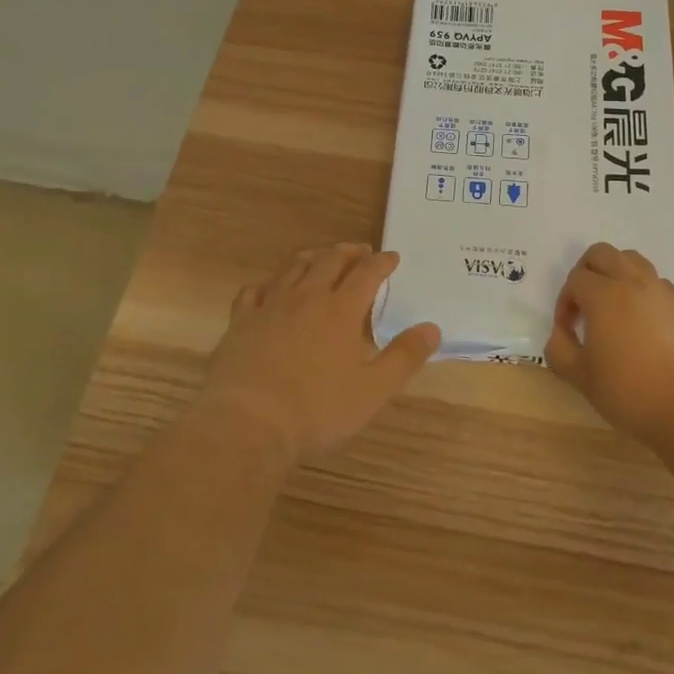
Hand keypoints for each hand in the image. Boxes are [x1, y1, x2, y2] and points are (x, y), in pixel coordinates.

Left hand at [199, 243, 440, 463]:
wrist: (247, 422)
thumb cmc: (316, 409)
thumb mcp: (373, 391)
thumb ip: (404, 357)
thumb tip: (432, 328)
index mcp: (341, 310)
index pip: (367, 273)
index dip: (382, 262)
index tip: (392, 256)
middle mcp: (307, 297)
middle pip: (330, 261)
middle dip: (349, 252)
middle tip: (360, 251)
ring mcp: (270, 306)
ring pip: (294, 268)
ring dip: (313, 258)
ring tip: (321, 258)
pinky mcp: (241, 321)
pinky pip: (255, 290)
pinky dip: (269, 283)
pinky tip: (271, 288)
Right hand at [545, 242, 673, 445]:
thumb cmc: (631, 392)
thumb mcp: (581, 378)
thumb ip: (559, 350)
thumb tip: (560, 333)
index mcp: (604, 295)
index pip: (575, 280)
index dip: (564, 302)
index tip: (568, 330)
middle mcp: (633, 282)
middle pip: (602, 253)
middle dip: (586, 272)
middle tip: (584, 304)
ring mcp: (663, 291)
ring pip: (633, 260)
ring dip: (616, 274)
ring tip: (614, 306)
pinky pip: (658, 283)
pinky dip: (644, 291)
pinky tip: (644, 323)